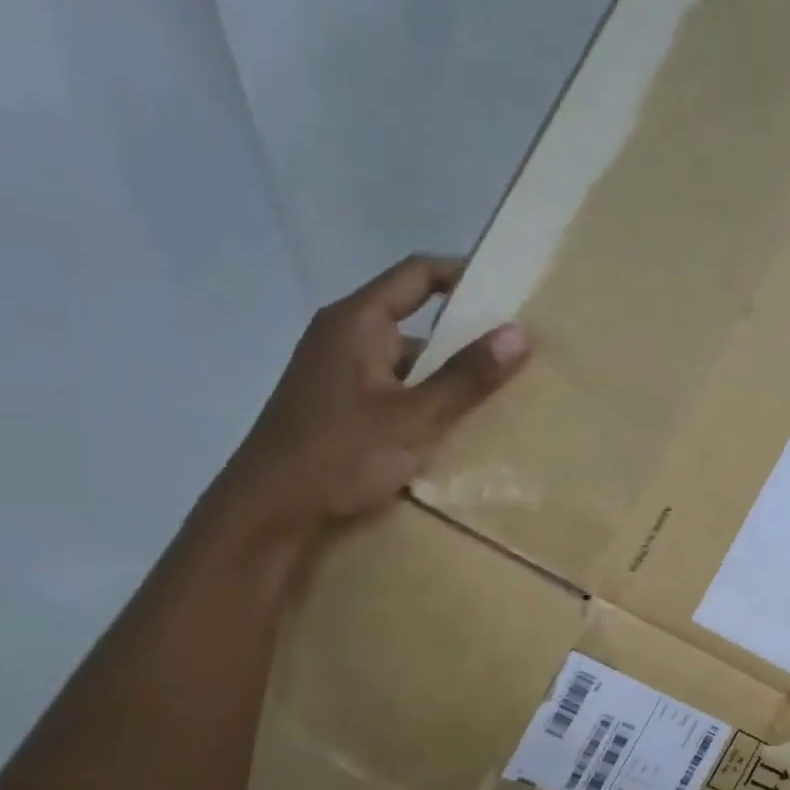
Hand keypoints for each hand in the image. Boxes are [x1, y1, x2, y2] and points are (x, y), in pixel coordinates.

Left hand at [215, 254, 529, 548]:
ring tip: (494, 399)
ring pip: (405, 364)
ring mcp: (338, 375)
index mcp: (356, 322)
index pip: (418, 275)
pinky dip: (422, 404)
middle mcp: (343, 337)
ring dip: (444, 378)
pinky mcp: (338, 410)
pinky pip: (392, 392)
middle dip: (463, 338)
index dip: (464, 275)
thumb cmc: (340, 456)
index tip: (509, 293)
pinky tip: (451, 431)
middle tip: (513, 357)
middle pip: (414, 322)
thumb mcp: (414, 418)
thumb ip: (465, 377)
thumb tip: (520, 333)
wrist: (269, 515)